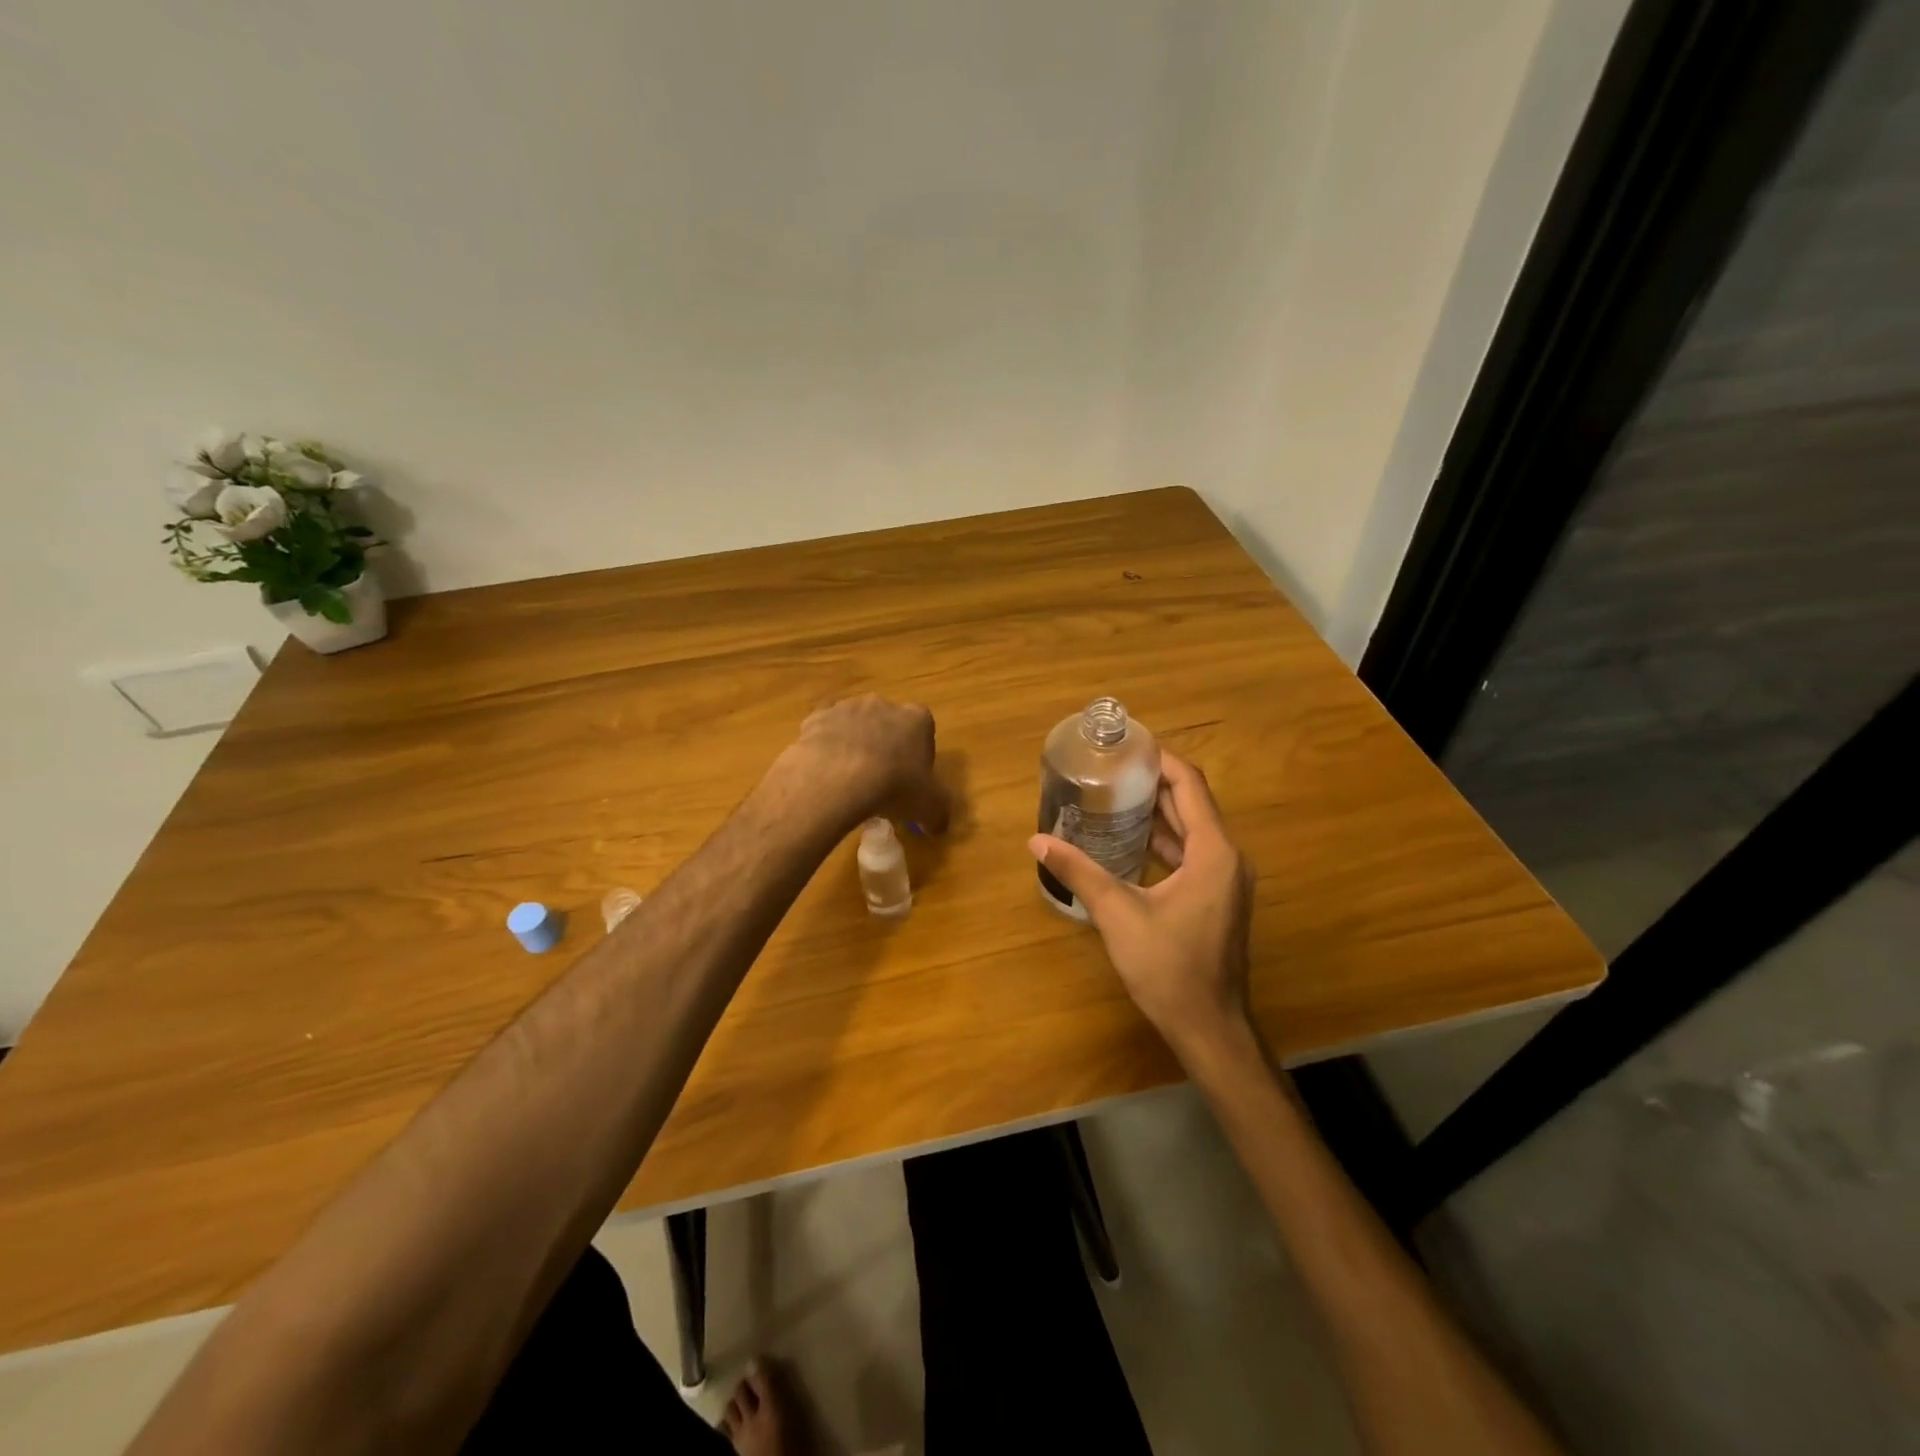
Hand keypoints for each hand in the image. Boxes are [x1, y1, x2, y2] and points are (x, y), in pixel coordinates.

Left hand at [776, 694, 951, 833]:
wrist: (838, 778)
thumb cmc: (894, 787)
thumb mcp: (929, 808)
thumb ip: (938, 814)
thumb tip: (938, 826)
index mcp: (917, 719)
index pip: (924, 732)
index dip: (918, 757)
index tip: (911, 780)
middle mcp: (883, 704)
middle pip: (888, 725)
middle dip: (886, 747)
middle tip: (880, 781)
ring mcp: (847, 708)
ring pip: (854, 726)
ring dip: (854, 746)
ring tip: (848, 781)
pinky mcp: (816, 718)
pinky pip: (823, 732)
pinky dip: (825, 747)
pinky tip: (824, 773)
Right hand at [1028, 752, 1252, 1061]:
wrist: (1208, 1027)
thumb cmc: (1168, 968)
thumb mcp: (1118, 914)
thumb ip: (1079, 871)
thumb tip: (1036, 841)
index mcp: (1213, 852)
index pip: (1189, 786)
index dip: (1160, 760)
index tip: (1127, 746)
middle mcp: (1228, 858)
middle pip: (1192, 804)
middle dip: (1153, 783)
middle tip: (1111, 769)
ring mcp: (1226, 881)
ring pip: (1192, 830)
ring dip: (1158, 813)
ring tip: (1114, 796)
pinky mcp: (1217, 899)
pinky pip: (1192, 854)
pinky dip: (1164, 841)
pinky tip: (1130, 842)